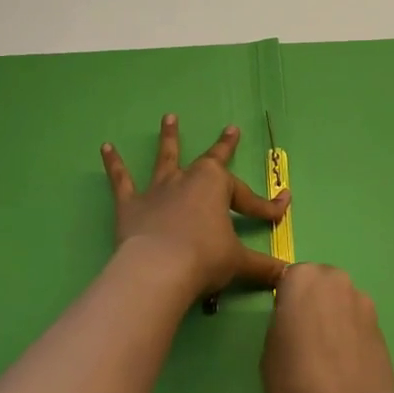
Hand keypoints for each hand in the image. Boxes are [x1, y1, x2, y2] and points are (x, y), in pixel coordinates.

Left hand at [101, 115, 289, 303]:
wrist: (159, 271)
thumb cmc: (204, 260)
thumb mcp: (240, 263)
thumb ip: (263, 267)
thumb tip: (288, 274)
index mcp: (217, 186)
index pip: (248, 198)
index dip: (267, 207)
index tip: (282, 209)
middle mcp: (188, 180)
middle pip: (209, 160)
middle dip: (224, 146)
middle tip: (231, 130)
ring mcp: (158, 190)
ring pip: (166, 158)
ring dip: (169, 138)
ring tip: (168, 118)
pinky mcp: (130, 204)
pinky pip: (121, 180)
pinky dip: (113, 164)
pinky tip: (105, 147)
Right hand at [262, 263, 393, 392]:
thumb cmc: (298, 385)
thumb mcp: (269, 352)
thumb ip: (281, 323)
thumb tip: (295, 321)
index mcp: (303, 278)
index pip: (288, 277)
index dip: (285, 302)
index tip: (282, 327)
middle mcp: (336, 280)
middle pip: (318, 284)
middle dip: (311, 303)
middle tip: (302, 340)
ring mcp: (363, 301)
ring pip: (339, 301)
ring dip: (332, 317)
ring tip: (325, 357)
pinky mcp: (381, 325)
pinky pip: (356, 321)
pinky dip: (349, 334)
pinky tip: (344, 365)